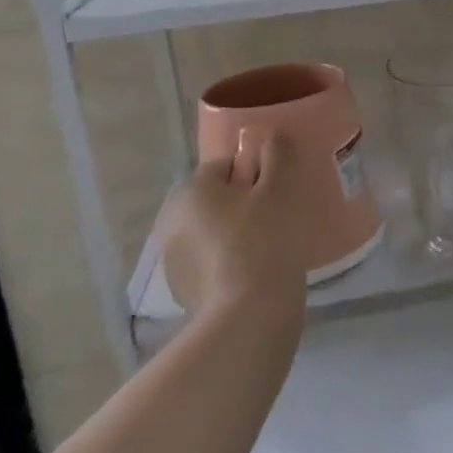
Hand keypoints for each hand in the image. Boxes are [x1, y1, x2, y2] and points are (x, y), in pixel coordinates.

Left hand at [157, 129, 310, 318]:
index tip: (278, 187)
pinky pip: (210, 262)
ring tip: (269, 246)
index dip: (255, 170)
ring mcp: (173, 261)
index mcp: (192, 190)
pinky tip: (255, 272)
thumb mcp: (280, 188)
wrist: (248, 316)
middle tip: (277, 214)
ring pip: (211, 231)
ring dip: (234, 232)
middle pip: (215, 198)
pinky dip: (229, 261)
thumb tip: (272, 136)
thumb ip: (277, 154)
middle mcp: (172, 220)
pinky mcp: (183, 292)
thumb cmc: (265, 239)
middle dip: (242, 202)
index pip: (225, 164)